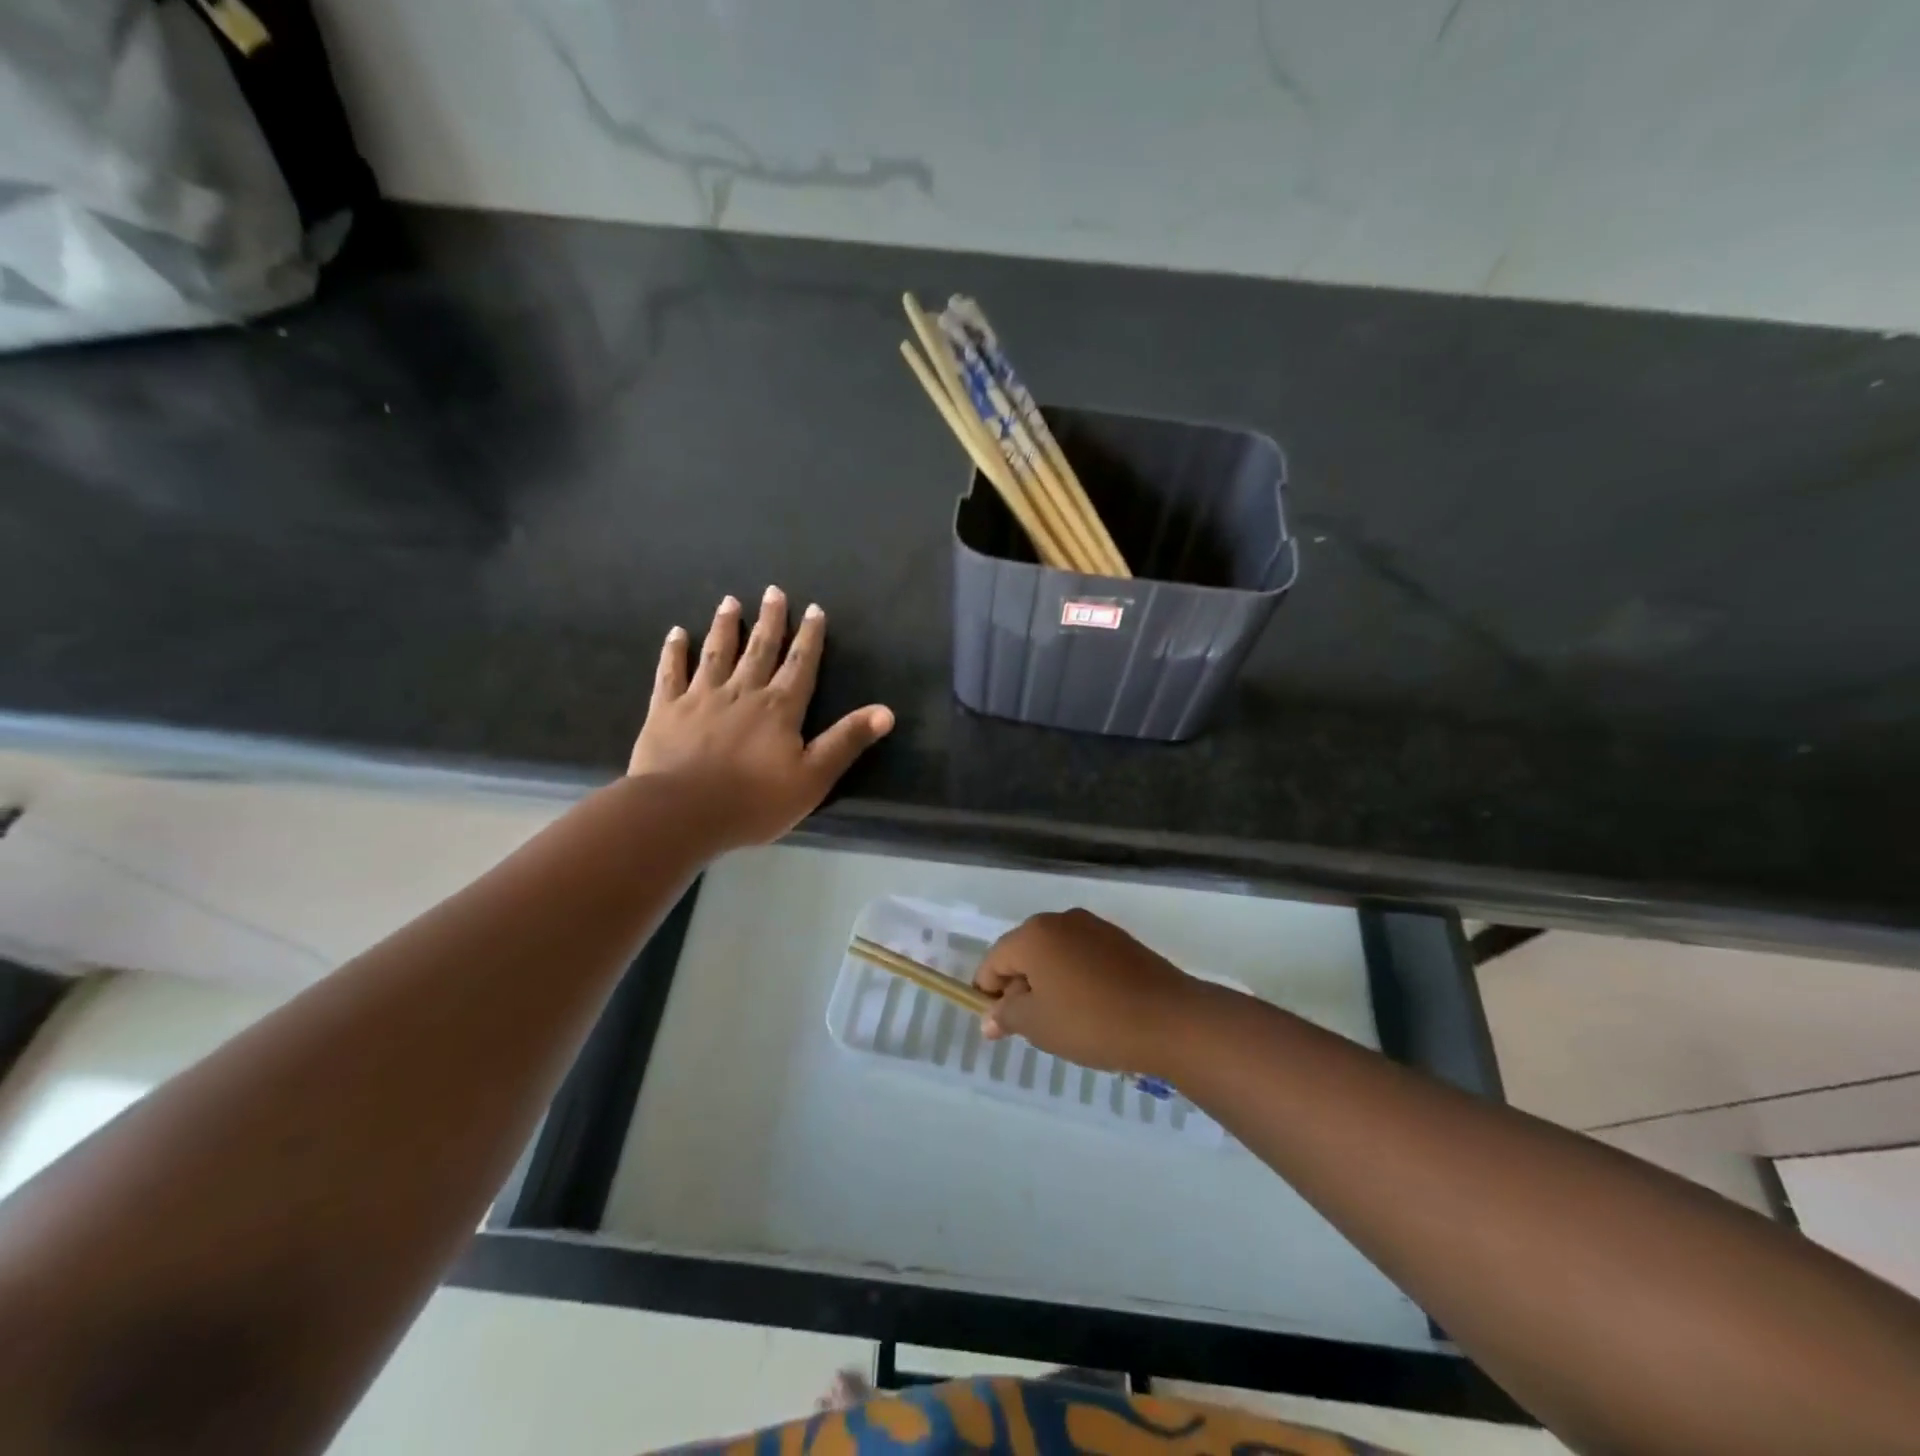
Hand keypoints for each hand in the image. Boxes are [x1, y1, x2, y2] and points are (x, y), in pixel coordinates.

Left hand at [629, 587, 893, 850]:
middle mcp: (743, 692)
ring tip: (730, 601)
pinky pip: (672, 673)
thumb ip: (846, 741)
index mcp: (780, 707)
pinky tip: (677, 633)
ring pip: (717, 653)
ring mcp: (701, 697)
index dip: (810, 637)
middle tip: (773, 591)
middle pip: (760, 649)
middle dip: (770, 620)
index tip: (814, 609)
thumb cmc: (753, 801)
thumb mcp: (813, 778)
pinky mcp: (667, 710)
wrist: (681, 812)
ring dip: (726, 626)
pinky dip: (675, 652)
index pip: (800, 664)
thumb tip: (886, 712)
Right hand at [974, 909, 1204, 1077]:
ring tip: (1064, 1022)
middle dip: (1020, 988)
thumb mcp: (1038, 1025)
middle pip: (1023, 953)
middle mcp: (1060, 920)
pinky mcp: (1120, 940)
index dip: (989, 994)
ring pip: (1054, 955)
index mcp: (1034, 934)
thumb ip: (1007, 1015)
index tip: (1000, 1027)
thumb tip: (989, 1017)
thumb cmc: (1092, 1022)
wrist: (1170, 1019)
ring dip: (1048, 984)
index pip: (994, 961)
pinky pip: (1082, 956)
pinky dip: (1075, 979)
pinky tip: (1091, 1009)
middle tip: (1032, 1028)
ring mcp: (1094, 927)